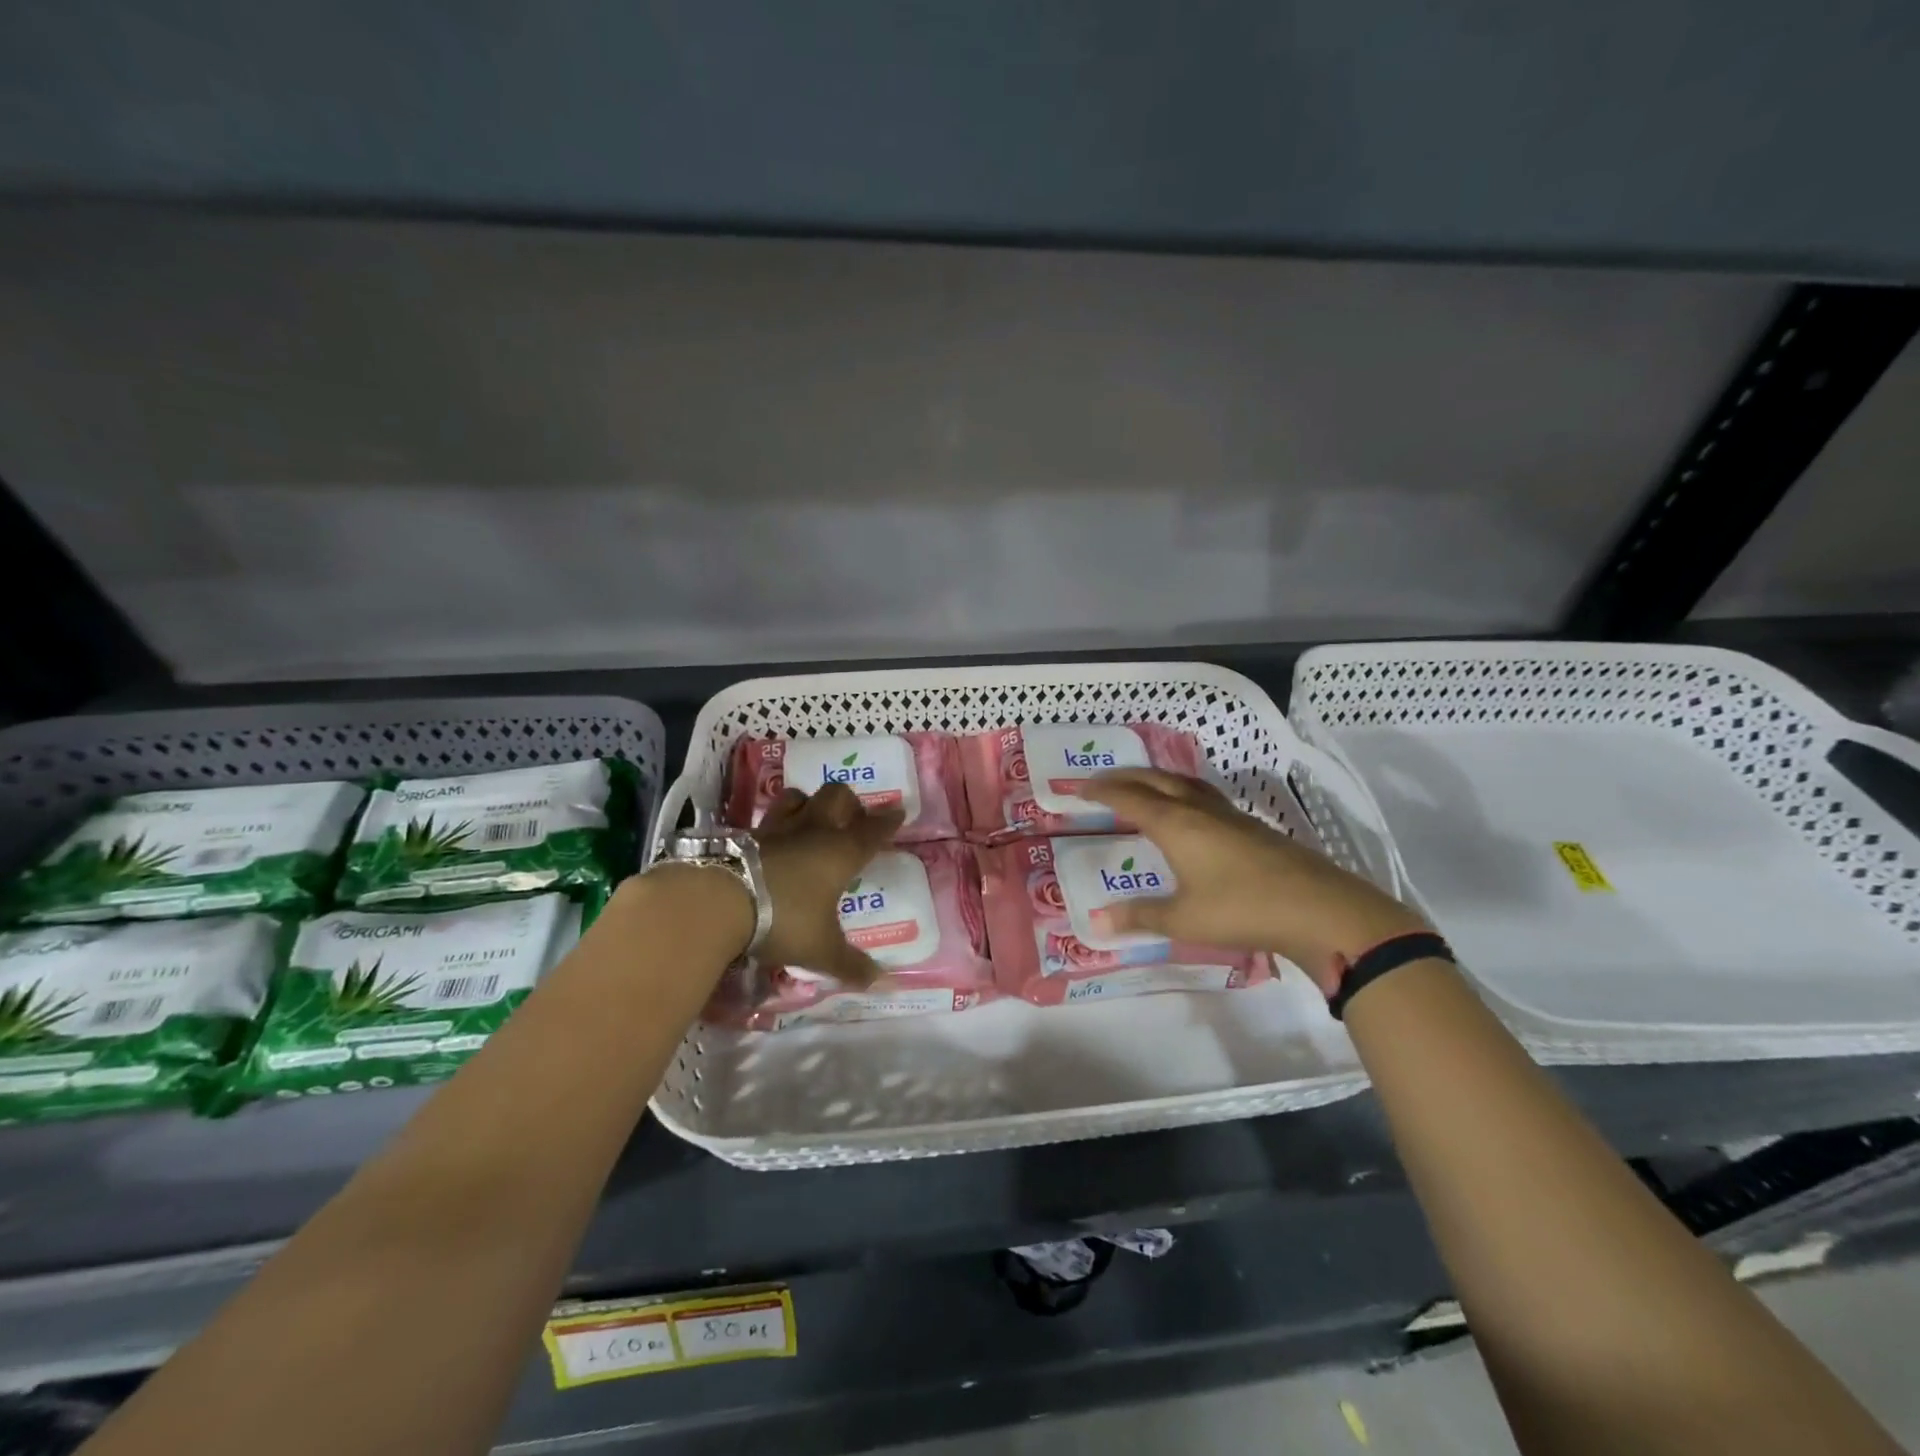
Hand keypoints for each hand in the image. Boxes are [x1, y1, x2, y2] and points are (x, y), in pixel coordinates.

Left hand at [753, 783, 903, 987]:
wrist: (719, 901)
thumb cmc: (784, 919)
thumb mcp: (821, 949)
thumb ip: (850, 964)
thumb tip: (879, 981)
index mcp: (841, 853)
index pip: (872, 830)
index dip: (887, 821)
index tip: (898, 812)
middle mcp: (812, 831)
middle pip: (837, 797)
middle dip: (848, 802)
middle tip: (851, 818)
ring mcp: (776, 829)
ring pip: (797, 798)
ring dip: (807, 803)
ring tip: (809, 819)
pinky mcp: (744, 835)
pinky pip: (766, 821)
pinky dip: (774, 826)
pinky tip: (772, 842)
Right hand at [1077, 768, 1428, 992]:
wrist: (1319, 908)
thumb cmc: (1242, 910)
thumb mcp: (1184, 919)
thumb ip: (1139, 916)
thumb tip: (1095, 921)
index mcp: (1176, 825)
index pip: (1129, 798)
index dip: (1102, 791)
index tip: (1079, 788)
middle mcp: (1200, 811)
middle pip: (1156, 781)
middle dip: (1126, 777)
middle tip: (1103, 782)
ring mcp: (1230, 816)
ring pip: (1185, 784)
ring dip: (1158, 780)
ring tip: (1144, 787)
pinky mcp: (1252, 828)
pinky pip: (1206, 797)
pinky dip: (1184, 795)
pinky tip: (1191, 815)